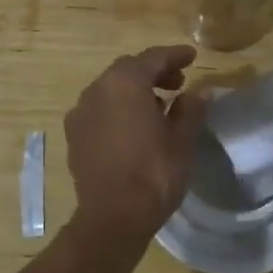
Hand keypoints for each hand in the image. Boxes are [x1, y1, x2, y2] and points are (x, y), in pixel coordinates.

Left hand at [64, 46, 205, 246]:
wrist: (112, 218)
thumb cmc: (153, 174)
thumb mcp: (182, 140)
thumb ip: (190, 109)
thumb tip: (198, 93)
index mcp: (125, 82)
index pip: (153, 58)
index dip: (174, 55)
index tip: (191, 56)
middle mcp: (97, 89)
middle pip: (128, 69)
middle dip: (154, 72)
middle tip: (178, 82)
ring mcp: (81, 111)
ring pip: (111, 88)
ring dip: (134, 90)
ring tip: (159, 105)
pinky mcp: (74, 134)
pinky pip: (99, 109)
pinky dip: (118, 108)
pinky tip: (133, 126)